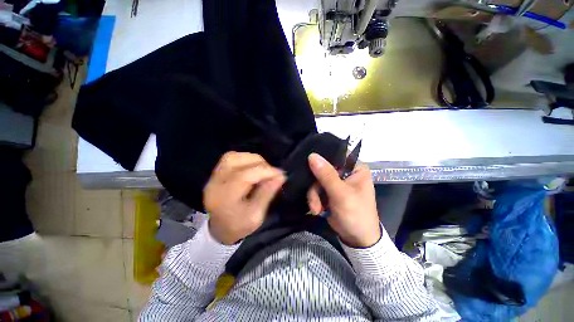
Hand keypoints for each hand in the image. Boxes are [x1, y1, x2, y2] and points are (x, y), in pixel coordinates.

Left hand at [203, 152, 285, 244]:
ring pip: (233, 156)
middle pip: (237, 162)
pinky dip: (245, 159)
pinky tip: (253, 167)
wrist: (220, 229)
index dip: (265, 171)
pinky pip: (230, 158)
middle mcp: (215, 184)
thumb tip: (281, 176)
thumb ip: (267, 193)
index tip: (280, 174)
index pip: (244, 176)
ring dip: (252, 159)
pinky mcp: (215, 173)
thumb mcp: (256, 215)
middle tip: (271, 173)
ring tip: (263, 169)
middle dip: (260, 164)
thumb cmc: (239, 226)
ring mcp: (213, 177)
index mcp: (224, 199)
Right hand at [307, 153, 380, 247]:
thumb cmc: (356, 214)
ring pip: (317, 180)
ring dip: (314, 195)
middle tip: (314, 199)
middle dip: (316, 186)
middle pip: (323, 169)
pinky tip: (317, 209)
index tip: (308, 165)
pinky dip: (315, 199)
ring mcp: (336, 182)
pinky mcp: (329, 191)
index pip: (336, 154)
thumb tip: (312, 155)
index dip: (322, 158)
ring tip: (316, 208)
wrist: (356, 239)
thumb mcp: (341, 194)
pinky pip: (316, 189)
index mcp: (355, 167)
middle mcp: (346, 172)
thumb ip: (327, 175)